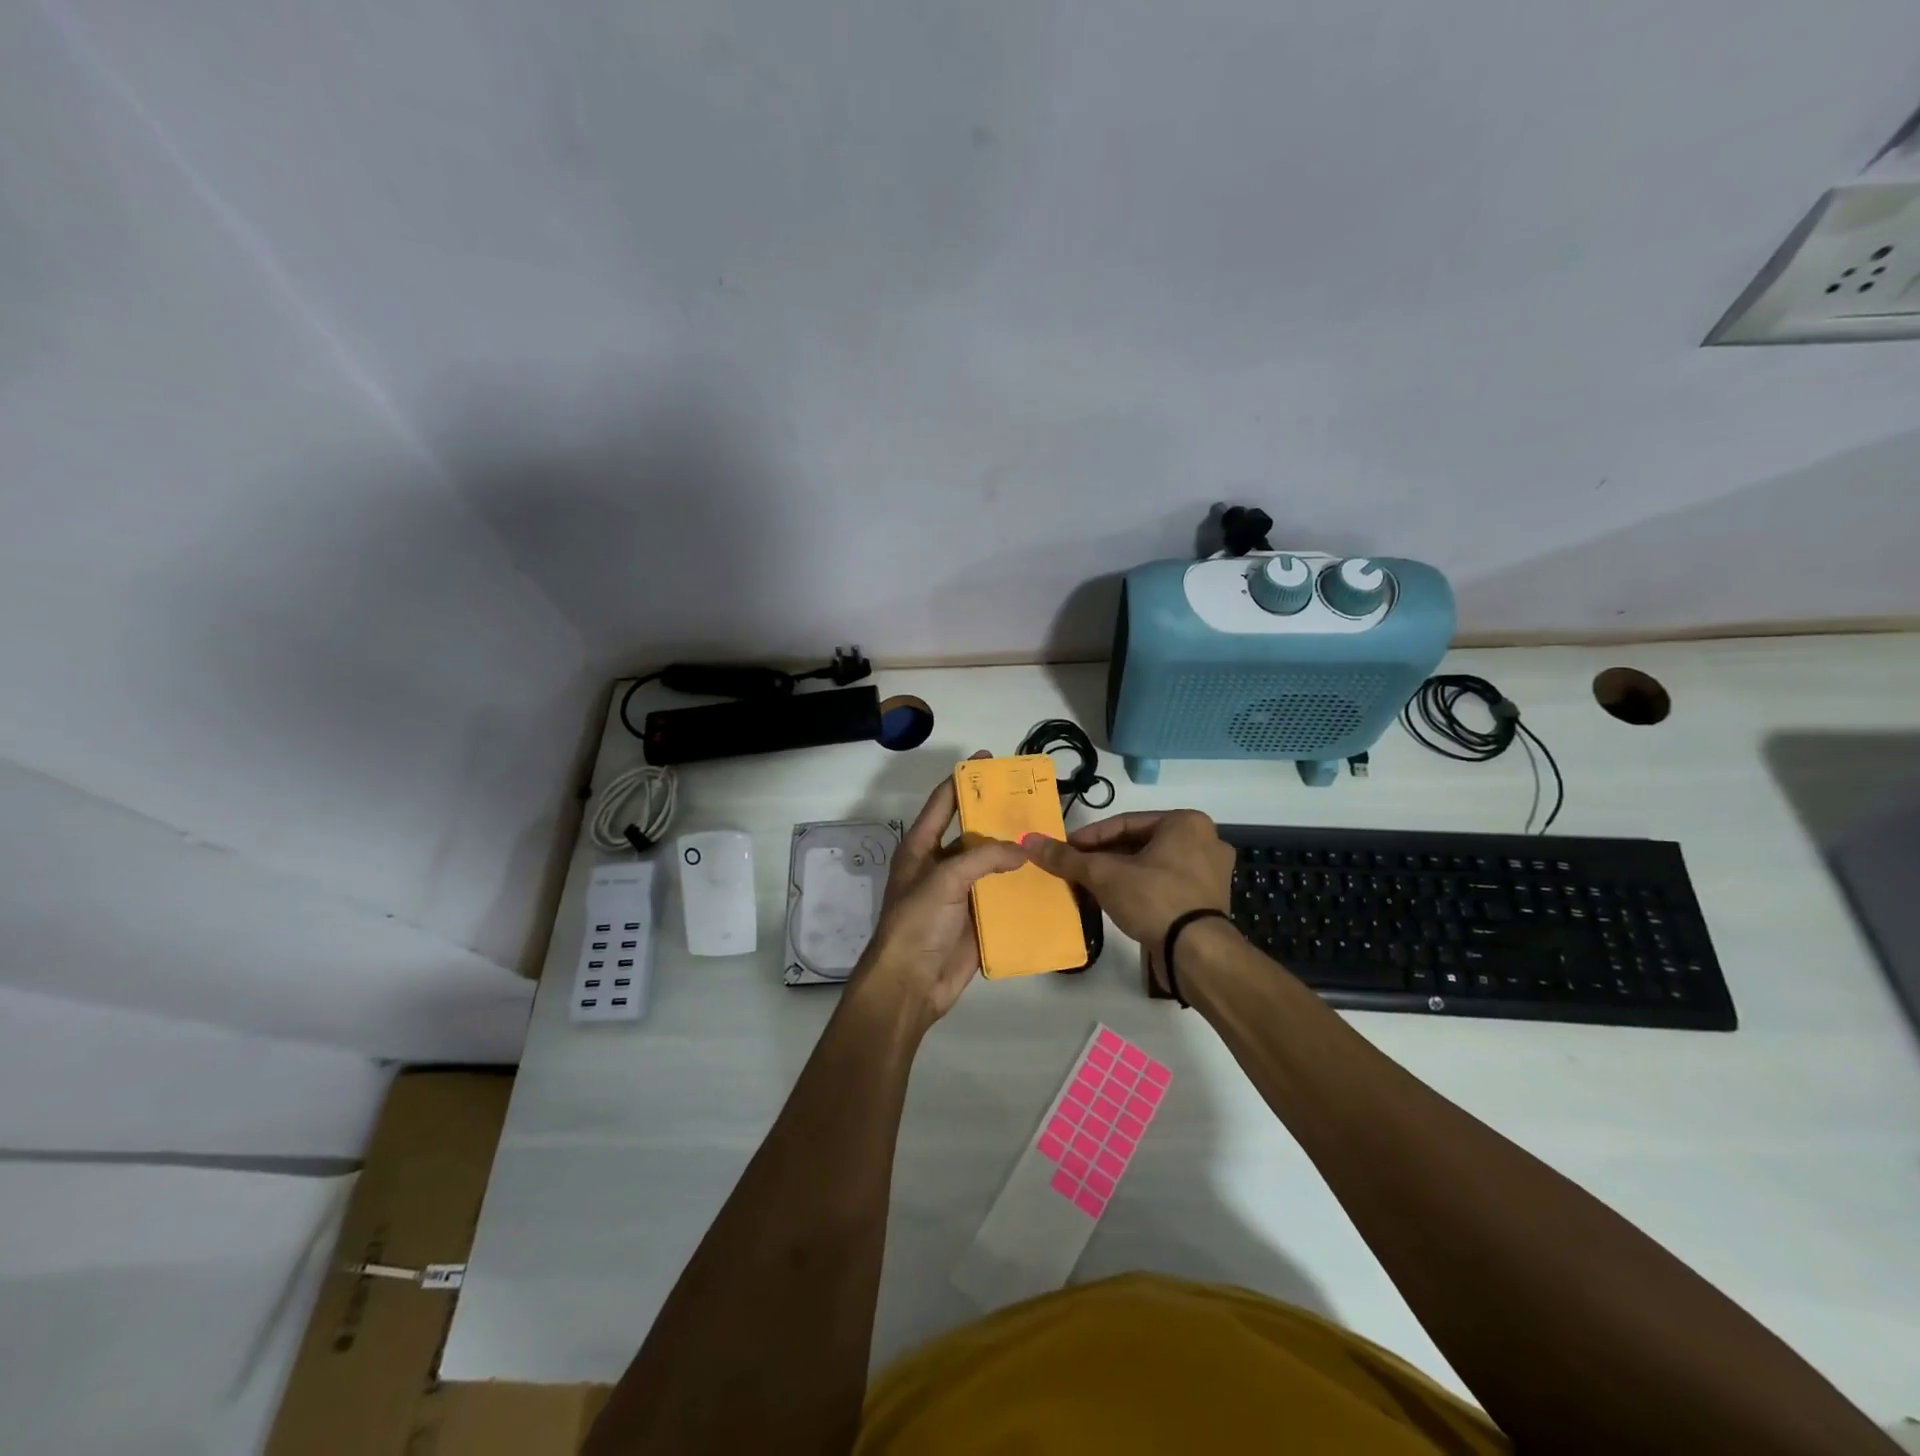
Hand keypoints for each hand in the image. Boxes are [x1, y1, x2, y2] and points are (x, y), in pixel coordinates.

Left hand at [846, 751, 1024, 1027]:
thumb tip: (1020, 850)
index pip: (943, 802)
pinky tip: (1048, 877)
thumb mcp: (945, 879)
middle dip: (999, 816)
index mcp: (922, 847)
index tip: (989, 760)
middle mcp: (941, 865)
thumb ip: (983, 857)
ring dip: (1015, 852)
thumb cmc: (916, 922)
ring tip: (1048, 835)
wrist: (910, 984)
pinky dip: (1022, 887)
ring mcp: (960, 893)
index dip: (964, 780)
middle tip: (1032, 800)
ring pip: (992, 864)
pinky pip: (1003, 897)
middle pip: (974, 832)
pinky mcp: (977, 919)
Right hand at [1019, 810, 1234, 988]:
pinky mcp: (1206, 902)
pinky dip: (1137, 890)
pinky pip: (1163, 885)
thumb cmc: (1154, 898)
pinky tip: (1111, 902)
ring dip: (1117, 875)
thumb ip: (1067, 858)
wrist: (1196, 953)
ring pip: (1150, 866)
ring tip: (1086, 887)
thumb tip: (1029, 840)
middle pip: (1137, 844)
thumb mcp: (1104, 875)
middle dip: (1102, 858)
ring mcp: (1209, 873)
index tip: (1064, 851)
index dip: (1088, 838)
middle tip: (1073, 869)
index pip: (1124, 823)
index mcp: (1186, 823)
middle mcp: (1203, 841)